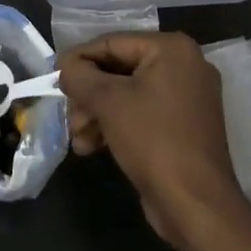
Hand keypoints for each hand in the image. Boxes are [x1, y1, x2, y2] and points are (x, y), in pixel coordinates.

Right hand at [59, 33, 248, 249]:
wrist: (197, 207)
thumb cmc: (153, 141)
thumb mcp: (108, 102)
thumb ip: (80, 76)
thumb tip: (65, 67)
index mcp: (171, 49)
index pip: (112, 43)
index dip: (79, 59)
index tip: (53, 76)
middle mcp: (183, 66)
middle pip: (118, 70)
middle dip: (88, 95)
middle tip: (69, 115)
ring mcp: (186, 98)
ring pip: (126, 94)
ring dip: (97, 114)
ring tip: (78, 138)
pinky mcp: (183, 126)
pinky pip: (141, 113)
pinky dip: (116, 125)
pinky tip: (91, 146)